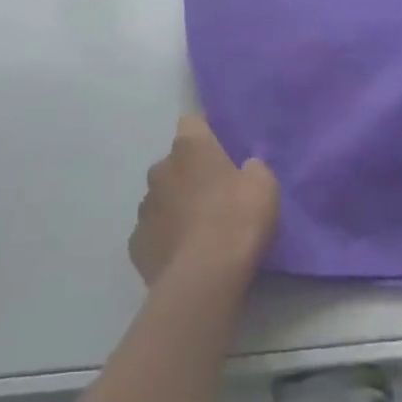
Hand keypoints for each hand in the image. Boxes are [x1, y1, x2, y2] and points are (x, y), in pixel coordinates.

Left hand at [130, 115, 279, 285]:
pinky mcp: (136, 243)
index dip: (206, 134)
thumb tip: (246, 168)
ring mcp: (144, 206)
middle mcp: (160, 169)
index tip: (221, 151)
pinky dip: (166, 239)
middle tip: (215, 197)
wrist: (204, 279)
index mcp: (190, 147)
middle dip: (190, 175)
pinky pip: (153, 232)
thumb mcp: (264, 187)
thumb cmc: (237, 221)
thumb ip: (254, 169)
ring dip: (176, 207)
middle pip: (175, 163)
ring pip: (161, 198)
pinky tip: (183, 257)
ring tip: (199, 232)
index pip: (192, 122)